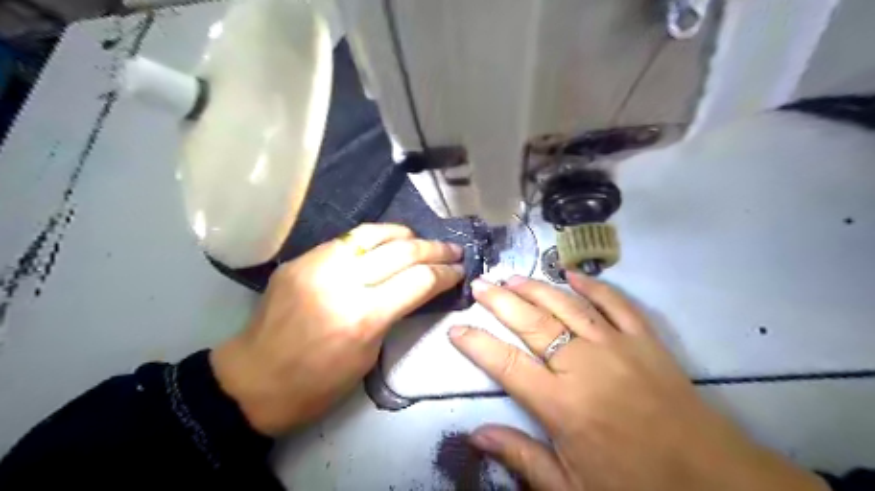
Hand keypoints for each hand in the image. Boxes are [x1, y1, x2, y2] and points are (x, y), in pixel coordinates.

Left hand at [211, 224, 464, 435]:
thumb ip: (393, 314)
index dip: (446, 273)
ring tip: (422, 240)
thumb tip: (416, 288)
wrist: (252, 382)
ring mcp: (317, 265)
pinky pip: (347, 240)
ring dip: (406, 234)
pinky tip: (386, 242)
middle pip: (402, 251)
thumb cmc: (317, 383)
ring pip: (374, 234)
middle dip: (435, 249)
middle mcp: (342, 283)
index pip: (419, 280)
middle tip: (453, 250)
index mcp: (363, 317)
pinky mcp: (301, 259)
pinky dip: (374, 238)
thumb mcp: (369, 355)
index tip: (460, 271)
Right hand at [452, 273, 828, 490]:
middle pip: (531, 322)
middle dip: (500, 301)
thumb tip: (476, 435)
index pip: (505, 363)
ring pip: (566, 305)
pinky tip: (572, 274)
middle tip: (480, 285)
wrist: (713, 481)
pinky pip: (615, 303)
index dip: (476, 343)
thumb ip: (521, 456)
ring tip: (513, 277)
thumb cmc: (636, 486)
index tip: (456, 328)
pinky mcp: (644, 339)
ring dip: (536, 288)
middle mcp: (583, 364)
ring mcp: (616, 345)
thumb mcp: (571, 487)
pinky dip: (592, 286)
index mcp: (561, 403)